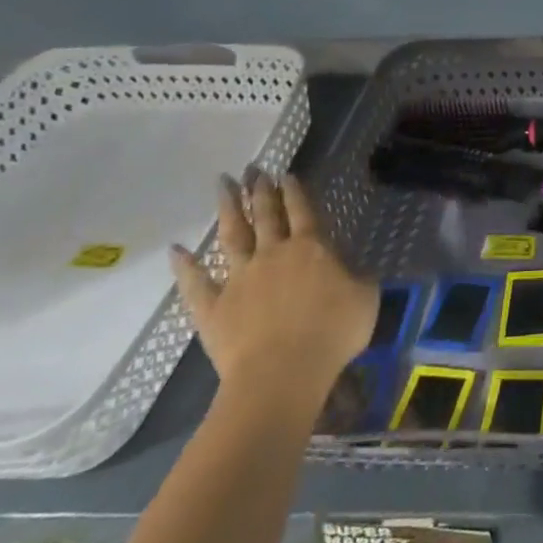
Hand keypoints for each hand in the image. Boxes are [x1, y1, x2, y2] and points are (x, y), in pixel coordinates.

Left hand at [169, 173, 378, 412]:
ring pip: (231, 236)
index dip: (295, 190)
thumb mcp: (366, 298)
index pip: (302, 210)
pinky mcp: (213, 308)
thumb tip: (350, 269)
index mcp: (311, 247)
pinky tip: (176, 249)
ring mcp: (239, 279)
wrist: (282, 373)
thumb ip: (358, 277)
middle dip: (259, 190)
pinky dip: (185, 266)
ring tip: (222, 184)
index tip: (286, 173)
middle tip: (253, 169)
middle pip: (264, 214)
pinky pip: (196, 283)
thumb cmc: (332, 333)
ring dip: (227, 208)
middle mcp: (273, 254)